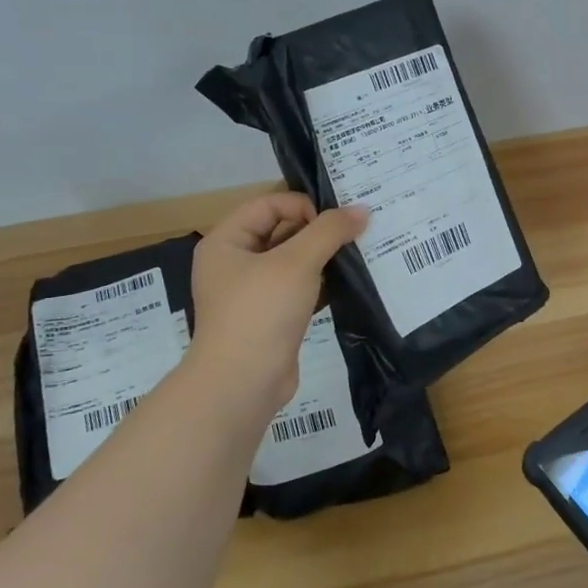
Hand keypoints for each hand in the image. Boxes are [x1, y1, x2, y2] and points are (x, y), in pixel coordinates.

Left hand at [184, 193, 366, 423]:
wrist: (243, 383)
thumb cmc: (261, 312)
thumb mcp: (297, 262)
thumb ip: (330, 231)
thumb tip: (362, 210)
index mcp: (226, 241)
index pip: (268, 204)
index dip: (303, 206)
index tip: (335, 223)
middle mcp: (234, 262)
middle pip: (281, 229)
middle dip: (318, 230)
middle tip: (356, 232)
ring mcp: (251, 292)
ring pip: (292, 260)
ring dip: (323, 257)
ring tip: (357, 255)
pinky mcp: (270, 317)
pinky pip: (298, 288)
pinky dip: (321, 282)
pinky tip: (349, 283)